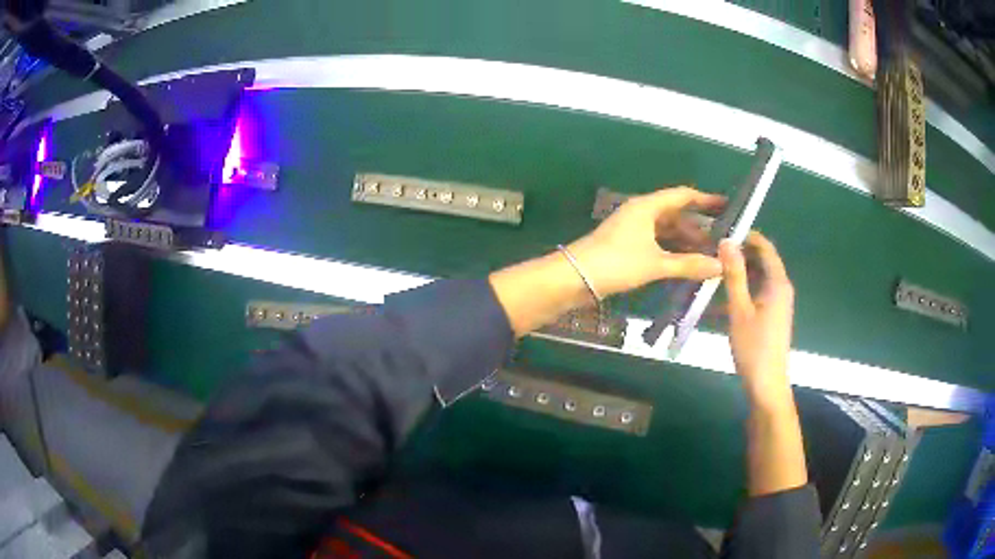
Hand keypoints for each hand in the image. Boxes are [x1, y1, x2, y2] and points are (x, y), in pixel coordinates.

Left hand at [566, 187, 724, 297]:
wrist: (574, 278)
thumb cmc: (616, 263)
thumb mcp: (656, 264)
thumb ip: (689, 265)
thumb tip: (721, 266)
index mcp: (647, 207)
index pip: (682, 195)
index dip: (705, 199)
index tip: (726, 205)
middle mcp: (641, 213)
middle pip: (675, 214)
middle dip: (698, 227)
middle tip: (721, 240)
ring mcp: (632, 230)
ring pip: (666, 231)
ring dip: (685, 242)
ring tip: (708, 256)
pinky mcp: (627, 247)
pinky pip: (656, 244)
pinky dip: (672, 251)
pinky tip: (685, 264)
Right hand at [719, 233, 794, 407]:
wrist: (766, 384)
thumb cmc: (753, 347)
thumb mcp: (739, 309)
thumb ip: (734, 274)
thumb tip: (726, 241)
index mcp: (777, 282)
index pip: (765, 247)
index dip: (746, 236)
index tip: (722, 231)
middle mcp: (781, 288)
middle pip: (762, 261)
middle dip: (739, 254)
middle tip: (712, 251)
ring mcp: (778, 303)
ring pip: (757, 278)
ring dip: (738, 274)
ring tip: (712, 273)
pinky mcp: (772, 316)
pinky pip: (756, 294)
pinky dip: (741, 292)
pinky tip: (719, 301)